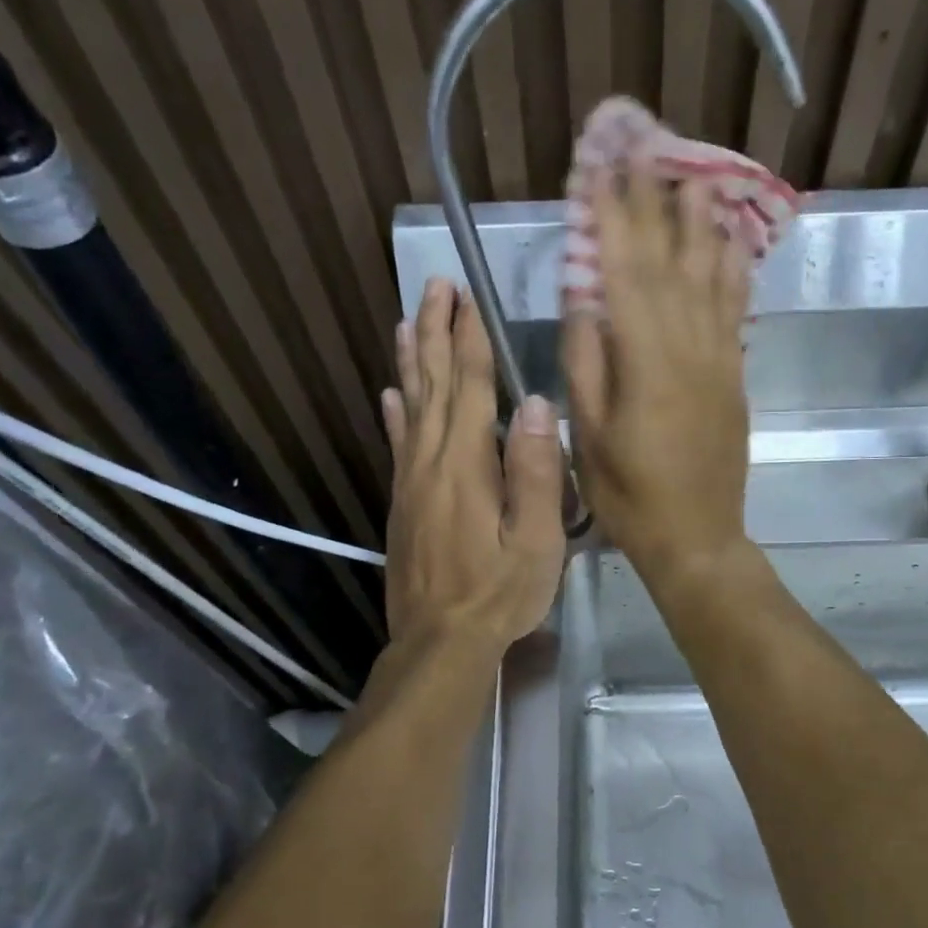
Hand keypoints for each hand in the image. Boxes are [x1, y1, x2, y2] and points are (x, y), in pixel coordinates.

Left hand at [382, 277, 565, 655]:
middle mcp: (432, 461)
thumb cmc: (498, 592)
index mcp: (467, 464)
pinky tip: (390, 394)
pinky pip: (397, 444)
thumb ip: (537, 471)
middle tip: (434, 286)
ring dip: (413, 361)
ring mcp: (411, 482)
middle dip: (437, 332)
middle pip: (435, 384)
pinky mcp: (402, 503)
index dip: (470, 338)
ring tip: (409, 321)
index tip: (467, 296)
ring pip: (410, 406)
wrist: (439, 641)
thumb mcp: (536, 540)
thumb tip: (537, 404)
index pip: (471, 386)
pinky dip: (395, 413)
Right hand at [563, 172, 752, 584]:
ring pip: (711, 276)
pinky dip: (732, 269)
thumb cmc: (630, 495)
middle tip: (644, 149)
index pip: (626, 272)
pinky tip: (730, 241)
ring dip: (700, 222)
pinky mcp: (734, 375)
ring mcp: (719, 359)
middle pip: (670, 261)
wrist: (697, 537)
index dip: (612, 217)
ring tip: (693, 173)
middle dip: (653, 203)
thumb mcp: (590, 437)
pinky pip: (735, 310)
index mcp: (646, 363)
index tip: (600, 170)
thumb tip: (583, 300)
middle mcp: (689, 348)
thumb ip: (587, 364)